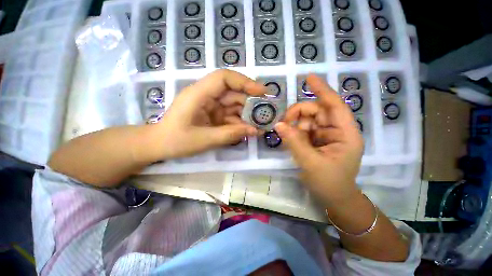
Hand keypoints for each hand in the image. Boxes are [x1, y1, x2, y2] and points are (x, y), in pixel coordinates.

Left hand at [156, 69, 264, 158]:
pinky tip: (247, 130)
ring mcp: (210, 105)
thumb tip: (255, 130)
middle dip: (250, 103)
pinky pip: (229, 115)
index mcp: (199, 94)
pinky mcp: (212, 114)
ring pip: (233, 105)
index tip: (262, 92)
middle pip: (233, 92)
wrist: (158, 145)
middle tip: (265, 115)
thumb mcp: (205, 139)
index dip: (245, 82)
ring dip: (246, 115)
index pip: (224, 78)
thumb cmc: (175, 141)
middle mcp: (206, 95)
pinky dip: (239, 122)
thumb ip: (230, 134)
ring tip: (259, 126)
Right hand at [274, 74, 363, 205]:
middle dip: (297, 114)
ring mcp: (324, 135)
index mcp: (345, 133)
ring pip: (306, 120)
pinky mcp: (315, 141)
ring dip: (294, 125)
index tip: (308, 78)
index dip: (322, 90)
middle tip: (282, 123)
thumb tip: (278, 125)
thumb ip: (294, 142)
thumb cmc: (329, 183)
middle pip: (315, 111)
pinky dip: (293, 132)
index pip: (334, 105)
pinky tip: (288, 139)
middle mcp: (335, 130)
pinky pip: (302, 130)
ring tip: (285, 135)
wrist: (333, 198)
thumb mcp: (311, 163)